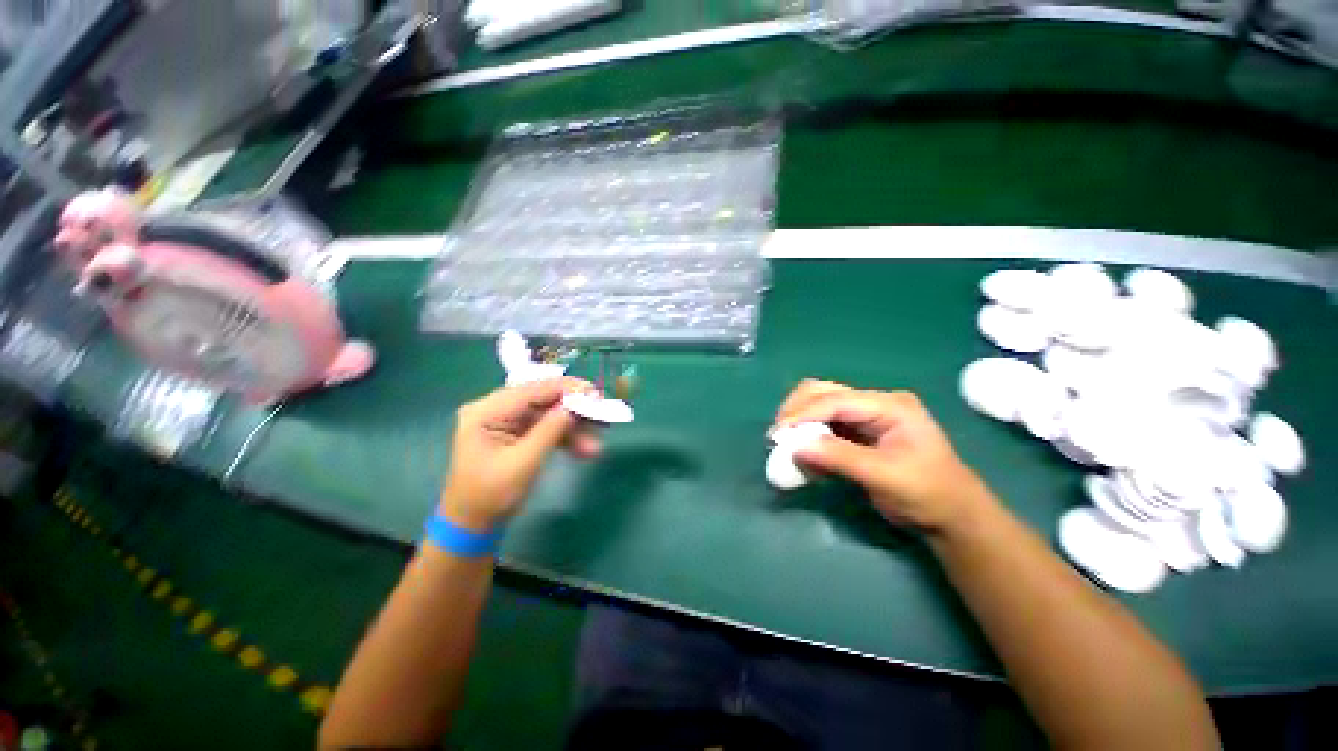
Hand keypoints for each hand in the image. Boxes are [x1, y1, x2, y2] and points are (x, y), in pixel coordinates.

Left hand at [440, 378, 598, 530]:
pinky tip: (584, 449)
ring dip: (573, 428)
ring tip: (596, 443)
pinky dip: (564, 437)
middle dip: (574, 409)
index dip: (567, 389)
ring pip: (548, 414)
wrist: (473, 525)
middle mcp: (495, 408)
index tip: (595, 394)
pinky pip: (545, 427)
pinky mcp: (516, 432)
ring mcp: (506, 420)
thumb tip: (575, 406)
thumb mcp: (523, 463)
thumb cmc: (490, 496)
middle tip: (601, 414)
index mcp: (487, 411)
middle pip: (542, 399)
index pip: (532, 390)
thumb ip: (550, 430)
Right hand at [774, 380, 994, 534]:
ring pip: (820, 406)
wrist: (952, 516)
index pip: (835, 400)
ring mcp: (865, 416)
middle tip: (778, 436)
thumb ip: (839, 457)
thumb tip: (795, 446)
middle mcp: (874, 403)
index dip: (803, 413)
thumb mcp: (884, 476)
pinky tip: (802, 452)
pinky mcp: (857, 432)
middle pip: (823, 392)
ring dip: (800, 422)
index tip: (777, 433)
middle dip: (797, 411)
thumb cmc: (928, 494)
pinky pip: (824, 426)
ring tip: (786, 444)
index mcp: (889, 405)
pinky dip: (809, 436)